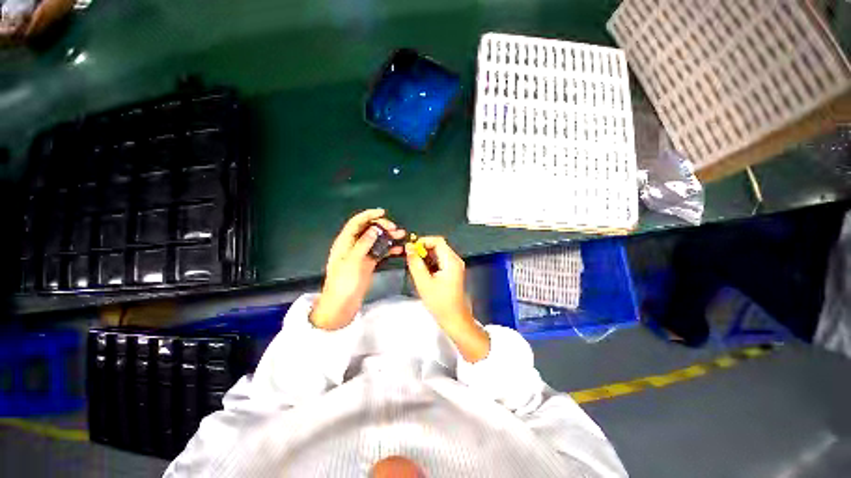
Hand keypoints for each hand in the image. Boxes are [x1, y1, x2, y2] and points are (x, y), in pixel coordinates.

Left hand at [310, 209, 404, 330]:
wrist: (341, 306)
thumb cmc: (344, 283)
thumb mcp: (352, 262)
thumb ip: (363, 244)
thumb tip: (374, 229)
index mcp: (344, 243)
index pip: (356, 223)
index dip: (368, 215)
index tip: (382, 212)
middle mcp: (353, 246)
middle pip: (368, 230)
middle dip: (381, 226)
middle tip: (395, 229)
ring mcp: (362, 255)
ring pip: (376, 240)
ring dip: (388, 237)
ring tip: (401, 235)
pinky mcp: (368, 264)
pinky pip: (380, 252)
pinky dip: (389, 250)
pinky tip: (399, 250)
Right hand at [405, 237, 489, 361]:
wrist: (454, 319)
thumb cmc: (439, 302)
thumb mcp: (423, 282)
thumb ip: (415, 263)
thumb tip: (408, 248)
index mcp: (451, 260)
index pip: (437, 241)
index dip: (423, 241)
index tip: (411, 249)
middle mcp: (455, 260)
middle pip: (438, 246)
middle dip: (423, 250)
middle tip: (411, 259)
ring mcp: (455, 266)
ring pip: (438, 253)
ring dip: (426, 257)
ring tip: (416, 267)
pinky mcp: (452, 272)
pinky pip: (440, 261)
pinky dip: (430, 263)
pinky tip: (423, 273)